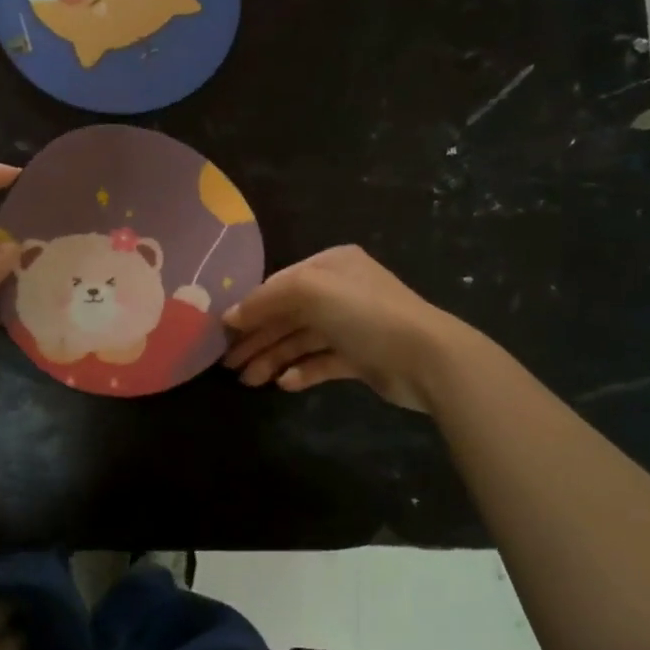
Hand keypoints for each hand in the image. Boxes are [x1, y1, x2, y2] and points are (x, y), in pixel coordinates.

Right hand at [222, 246, 461, 412]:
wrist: (426, 357)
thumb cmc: (364, 313)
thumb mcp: (310, 290)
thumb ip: (267, 299)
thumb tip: (232, 316)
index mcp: (330, 266)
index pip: (279, 285)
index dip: (251, 308)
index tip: (223, 333)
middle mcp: (340, 291)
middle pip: (288, 314)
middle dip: (258, 338)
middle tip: (229, 365)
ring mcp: (352, 325)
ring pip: (302, 340)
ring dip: (274, 358)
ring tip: (250, 381)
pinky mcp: (361, 357)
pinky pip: (322, 361)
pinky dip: (302, 371)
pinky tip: (285, 383)